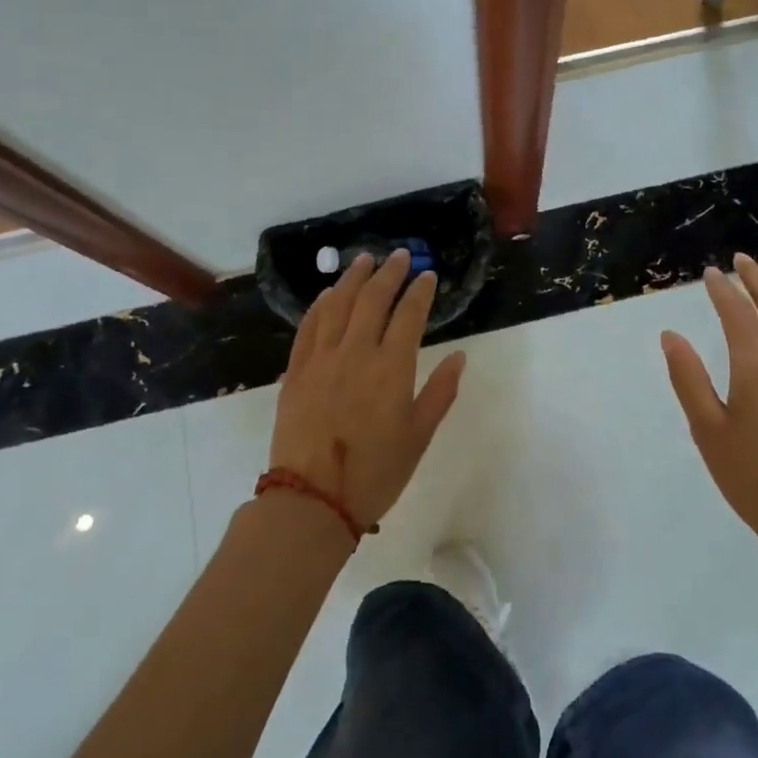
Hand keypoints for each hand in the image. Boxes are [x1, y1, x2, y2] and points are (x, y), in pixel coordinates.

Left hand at [270, 250, 466, 529]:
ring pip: (338, 304)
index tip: (428, 276)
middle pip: (373, 299)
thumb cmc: (375, 473)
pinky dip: (319, 305)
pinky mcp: (296, 372)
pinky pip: (308, 327)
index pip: (409, 315)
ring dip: (352, 278)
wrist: (312, 501)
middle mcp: (356, 352)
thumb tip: (460, 356)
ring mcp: (322, 359)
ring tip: (364, 259)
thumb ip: (440, 392)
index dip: (420, 292)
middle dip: (389, 273)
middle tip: (399, 255)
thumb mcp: (419, 436)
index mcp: (391, 367)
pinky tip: (327, 295)